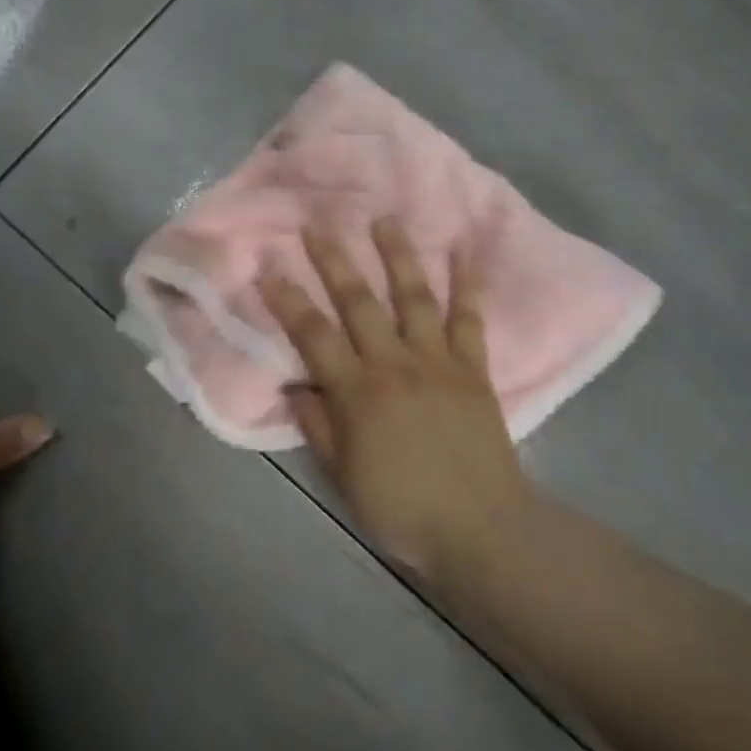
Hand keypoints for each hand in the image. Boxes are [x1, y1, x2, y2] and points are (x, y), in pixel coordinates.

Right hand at [260, 220, 533, 585]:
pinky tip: (464, 251)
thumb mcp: (343, 476)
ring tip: (384, 219)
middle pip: (358, 302)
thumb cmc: (403, 508)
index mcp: (357, 392)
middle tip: (318, 223)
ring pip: (413, 296)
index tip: (268, 268)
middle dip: (334, 260)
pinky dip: (468, 284)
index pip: (313, 334)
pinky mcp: (473, 368)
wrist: (482, 531)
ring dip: (397, 255)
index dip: (287, 300)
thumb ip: (317, 425)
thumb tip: (295, 383)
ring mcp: (437, 361)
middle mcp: (394, 364)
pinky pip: (469, 319)